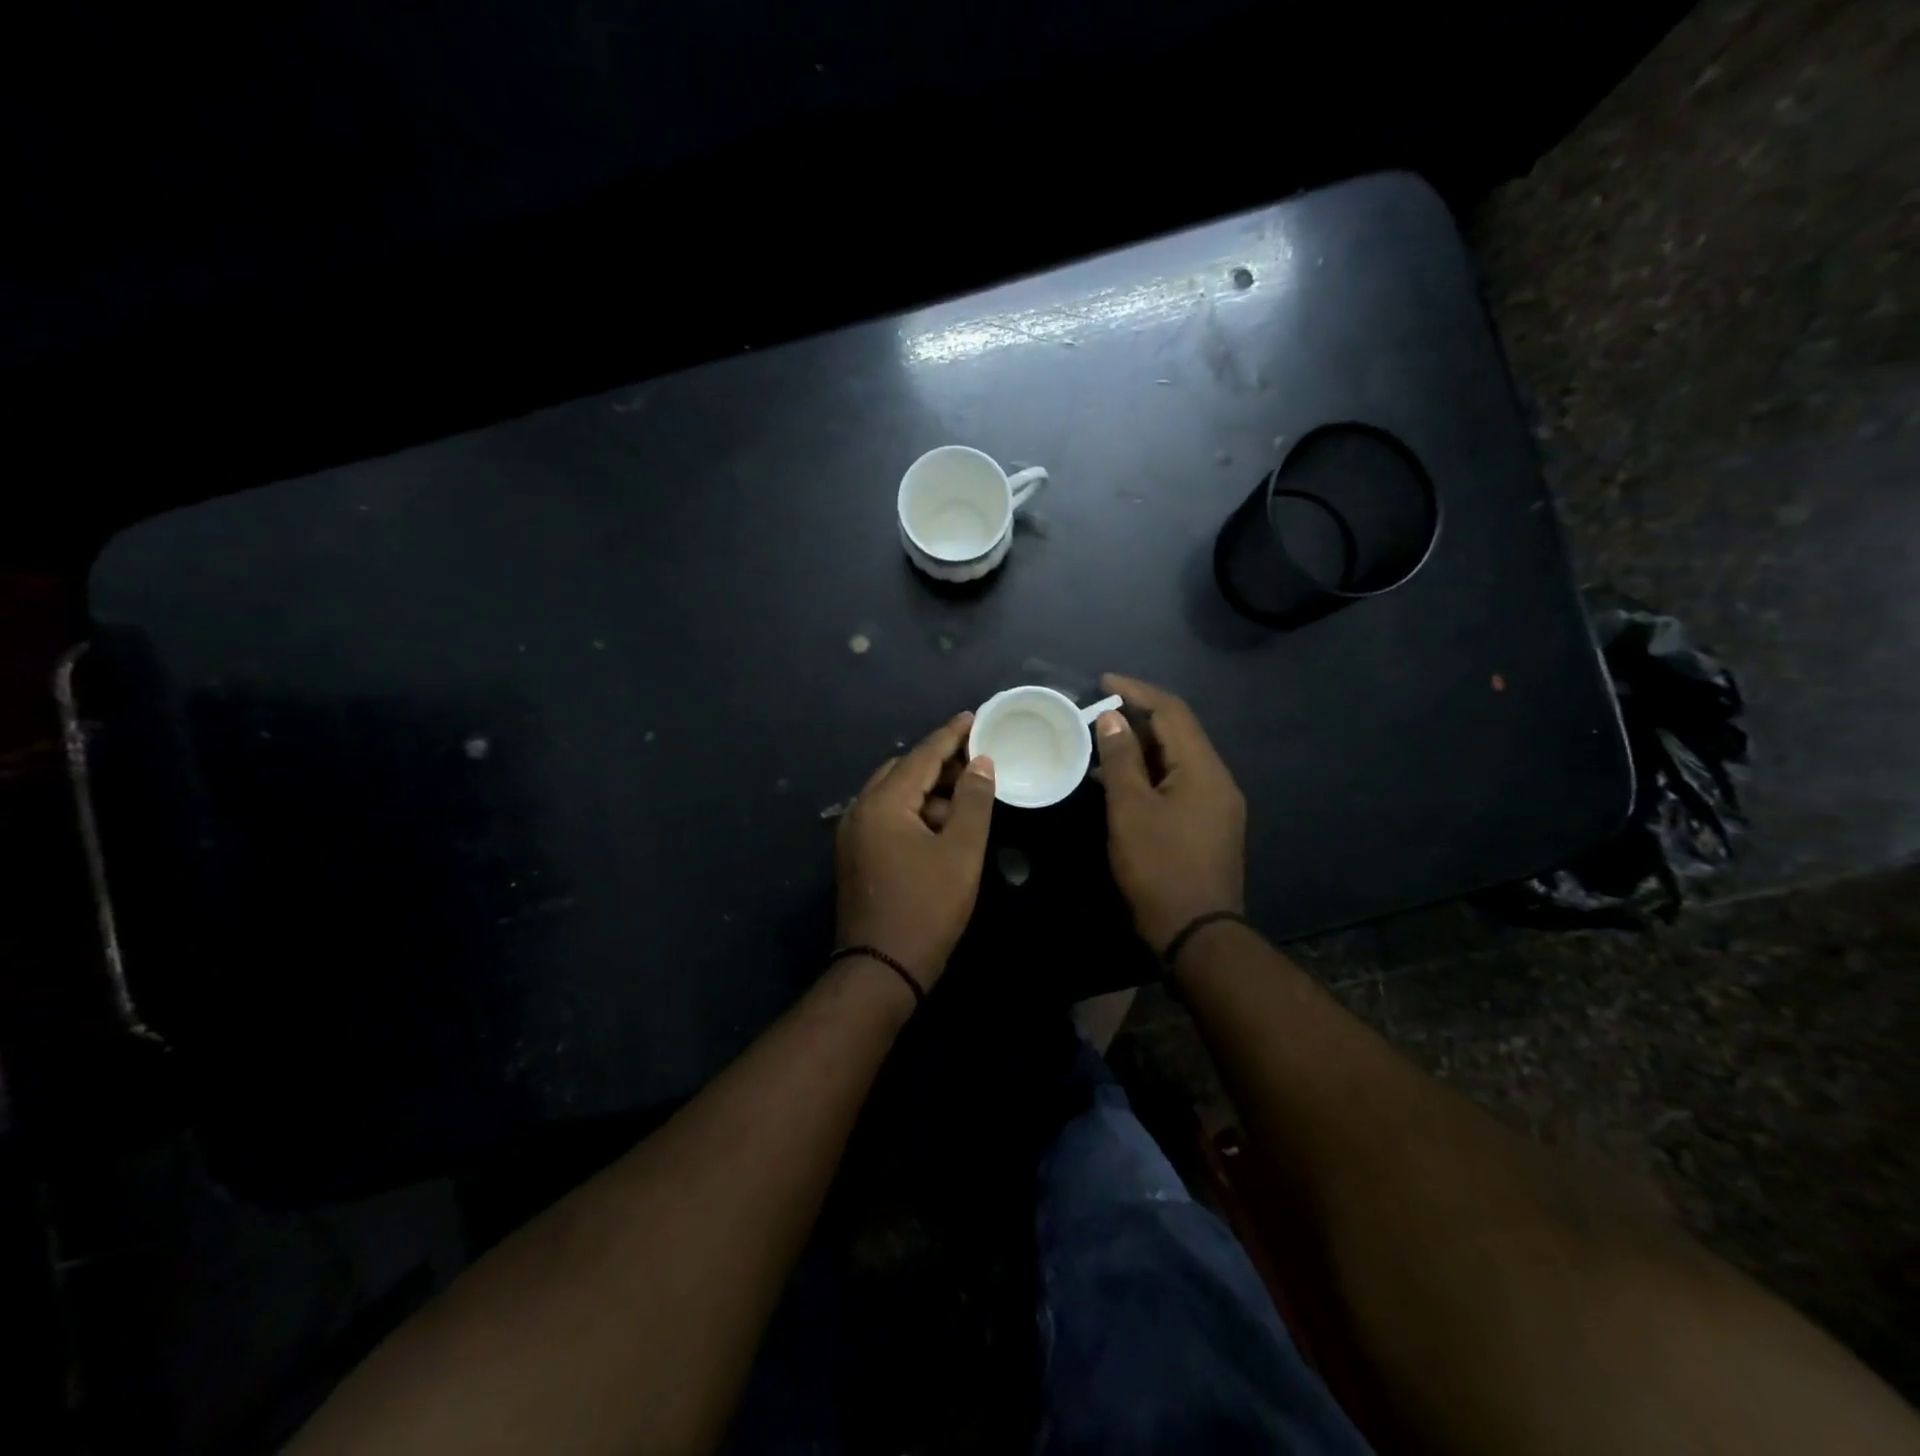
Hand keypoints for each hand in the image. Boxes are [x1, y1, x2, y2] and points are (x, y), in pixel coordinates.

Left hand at [835, 712, 996, 989]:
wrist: (881, 969)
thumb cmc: (927, 907)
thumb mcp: (961, 851)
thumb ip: (973, 800)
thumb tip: (981, 762)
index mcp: (883, 802)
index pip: (921, 755)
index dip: (951, 735)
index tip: (974, 717)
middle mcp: (859, 809)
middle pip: (903, 770)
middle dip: (939, 763)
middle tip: (976, 760)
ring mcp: (852, 833)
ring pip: (894, 795)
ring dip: (928, 791)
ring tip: (965, 799)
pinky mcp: (855, 855)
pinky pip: (886, 816)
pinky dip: (914, 812)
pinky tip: (940, 827)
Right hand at [1094, 674, 1246, 953]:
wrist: (1196, 933)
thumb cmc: (1159, 867)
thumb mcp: (1130, 810)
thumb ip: (1121, 759)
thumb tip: (1113, 718)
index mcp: (1203, 769)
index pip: (1172, 712)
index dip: (1137, 691)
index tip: (1102, 681)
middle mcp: (1217, 779)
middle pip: (1178, 733)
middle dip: (1138, 718)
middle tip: (1097, 714)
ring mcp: (1217, 805)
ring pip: (1177, 760)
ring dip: (1142, 748)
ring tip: (1102, 745)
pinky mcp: (1209, 825)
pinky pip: (1178, 783)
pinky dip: (1150, 774)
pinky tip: (1121, 783)